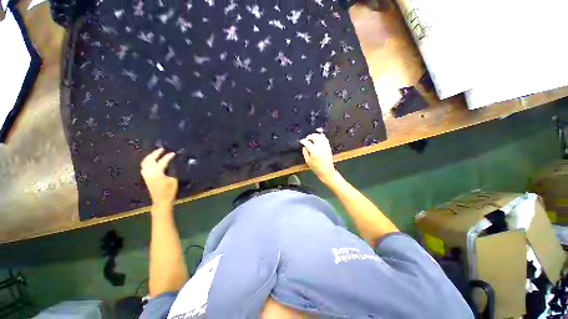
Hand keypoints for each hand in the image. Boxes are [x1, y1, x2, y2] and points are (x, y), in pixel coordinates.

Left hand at [141, 148, 177, 207]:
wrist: (161, 201)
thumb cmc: (169, 191)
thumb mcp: (174, 180)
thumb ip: (172, 171)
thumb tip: (172, 164)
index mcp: (157, 172)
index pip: (163, 162)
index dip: (168, 156)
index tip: (173, 153)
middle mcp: (149, 172)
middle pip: (150, 160)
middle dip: (155, 153)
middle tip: (162, 149)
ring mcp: (146, 175)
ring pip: (145, 163)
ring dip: (150, 157)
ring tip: (156, 154)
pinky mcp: (146, 178)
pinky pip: (144, 167)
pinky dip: (148, 162)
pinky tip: (152, 162)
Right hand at [300, 133, 336, 184]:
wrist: (326, 171)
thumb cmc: (316, 167)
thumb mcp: (308, 161)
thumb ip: (305, 152)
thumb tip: (304, 146)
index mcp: (314, 151)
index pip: (307, 143)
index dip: (303, 141)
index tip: (301, 141)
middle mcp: (320, 147)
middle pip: (315, 137)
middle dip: (309, 136)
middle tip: (306, 139)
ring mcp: (325, 146)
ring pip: (320, 136)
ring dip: (315, 136)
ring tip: (312, 138)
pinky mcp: (329, 147)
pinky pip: (325, 139)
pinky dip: (321, 137)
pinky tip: (318, 139)